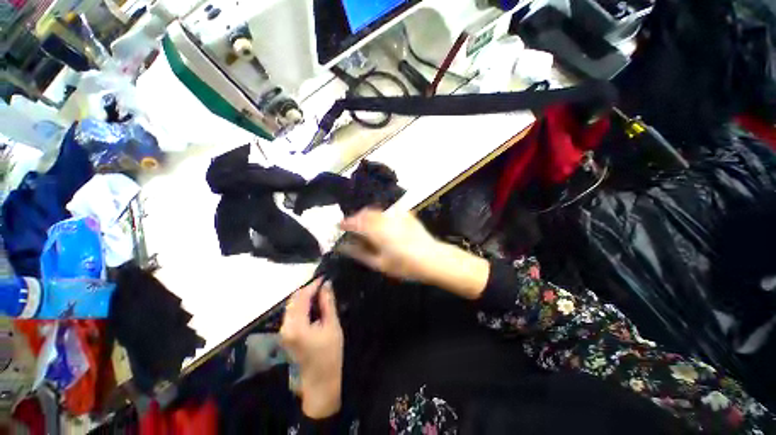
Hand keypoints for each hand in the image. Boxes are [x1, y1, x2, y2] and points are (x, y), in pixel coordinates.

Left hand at [280, 279, 343, 418]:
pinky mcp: (286, 335)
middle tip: (323, 284)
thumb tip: (327, 285)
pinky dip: (301, 305)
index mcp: (297, 325)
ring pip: (291, 306)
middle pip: (293, 300)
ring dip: (304, 296)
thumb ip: (328, 303)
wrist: (320, 383)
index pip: (302, 297)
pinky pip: (292, 313)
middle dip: (308, 289)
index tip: (324, 277)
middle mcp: (285, 326)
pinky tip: (313, 304)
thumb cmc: (329, 355)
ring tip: (320, 292)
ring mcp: (284, 331)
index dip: (313, 284)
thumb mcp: (332, 326)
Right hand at [339, 210, 490, 299]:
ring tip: (367, 226)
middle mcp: (385, 219)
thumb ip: (360, 253)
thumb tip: (344, 246)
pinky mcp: (406, 214)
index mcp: (376, 231)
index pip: (355, 222)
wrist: (432, 258)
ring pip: (376, 210)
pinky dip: (381, 215)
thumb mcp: (379, 263)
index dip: (345, 222)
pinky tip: (383, 223)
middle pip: (365, 213)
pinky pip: (388, 211)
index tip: (340, 225)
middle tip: (353, 227)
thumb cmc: (404, 265)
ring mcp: (397, 215)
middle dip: (356, 217)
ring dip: (368, 216)